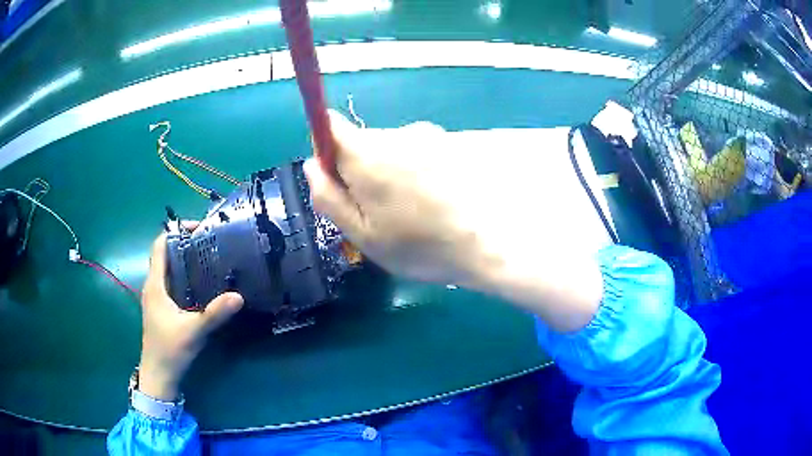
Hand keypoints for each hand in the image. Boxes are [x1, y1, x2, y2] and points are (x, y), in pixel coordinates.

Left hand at [138, 224, 243, 400]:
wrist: (159, 375)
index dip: (176, 232)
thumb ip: (214, 314)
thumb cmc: (170, 350)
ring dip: (186, 261)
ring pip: (169, 270)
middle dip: (185, 245)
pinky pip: (172, 283)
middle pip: (166, 255)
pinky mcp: (162, 308)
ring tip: (210, 258)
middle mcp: (153, 286)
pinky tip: (202, 285)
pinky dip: (185, 277)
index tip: (198, 229)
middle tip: (210, 243)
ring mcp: (157, 298)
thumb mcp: (193, 331)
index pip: (160, 246)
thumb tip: (238, 296)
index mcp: (155, 285)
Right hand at [305, 111, 606, 331]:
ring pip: (388, 148)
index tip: (336, 180)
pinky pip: (414, 152)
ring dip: (387, 172)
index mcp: (368, 154)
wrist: (484, 245)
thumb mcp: (361, 233)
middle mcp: (396, 134)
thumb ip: (328, 196)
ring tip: (407, 210)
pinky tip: (429, 200)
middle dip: (357, 170)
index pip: (330, 126)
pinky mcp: (448, 145)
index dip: (325, 149)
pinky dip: (412, 171)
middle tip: (375, 211)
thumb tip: (312, 165)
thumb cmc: (418, 246)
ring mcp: (427, 137)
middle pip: (360, 142)